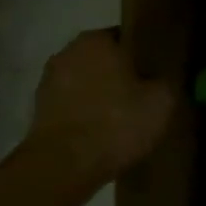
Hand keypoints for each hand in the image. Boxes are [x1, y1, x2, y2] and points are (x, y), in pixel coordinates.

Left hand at [22, 30, 174, 188]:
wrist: (62, 168)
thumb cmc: (115, 122)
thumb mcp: (162, 101)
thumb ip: (166, 81)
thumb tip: (163, 80)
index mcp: (97, 39)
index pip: (128, 36)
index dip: (146, 54)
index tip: (159, 72)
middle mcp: (68, 52)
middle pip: (105, 59)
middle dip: (123, 74)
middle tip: (146, 95)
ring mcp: (48, 83)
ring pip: (87, 82)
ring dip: (102, 95)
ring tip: (125, 118)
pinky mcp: (39, 112)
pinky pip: (73, 106)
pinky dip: (87, 114)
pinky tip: (104, 133)